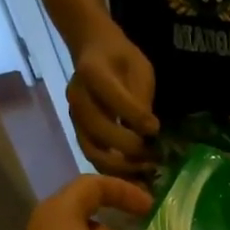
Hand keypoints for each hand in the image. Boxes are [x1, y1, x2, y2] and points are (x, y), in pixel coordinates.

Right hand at [68, 27, 159, 177]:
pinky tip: (134, 176)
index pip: (114, 98)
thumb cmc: (122, 60)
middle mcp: (77, 97)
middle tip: (154, 156)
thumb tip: (148, 131)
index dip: (136, 117)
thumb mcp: (139, 70)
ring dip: (121, 166)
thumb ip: (141, 98)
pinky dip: (113, 172)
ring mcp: (74, 118)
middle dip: (130, 147)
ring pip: (93, 150)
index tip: (156, 128)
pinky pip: (93, 157)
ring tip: (145, 170)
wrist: (95, 53)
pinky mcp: (78, 133)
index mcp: (92, 72)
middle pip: (100, 130)